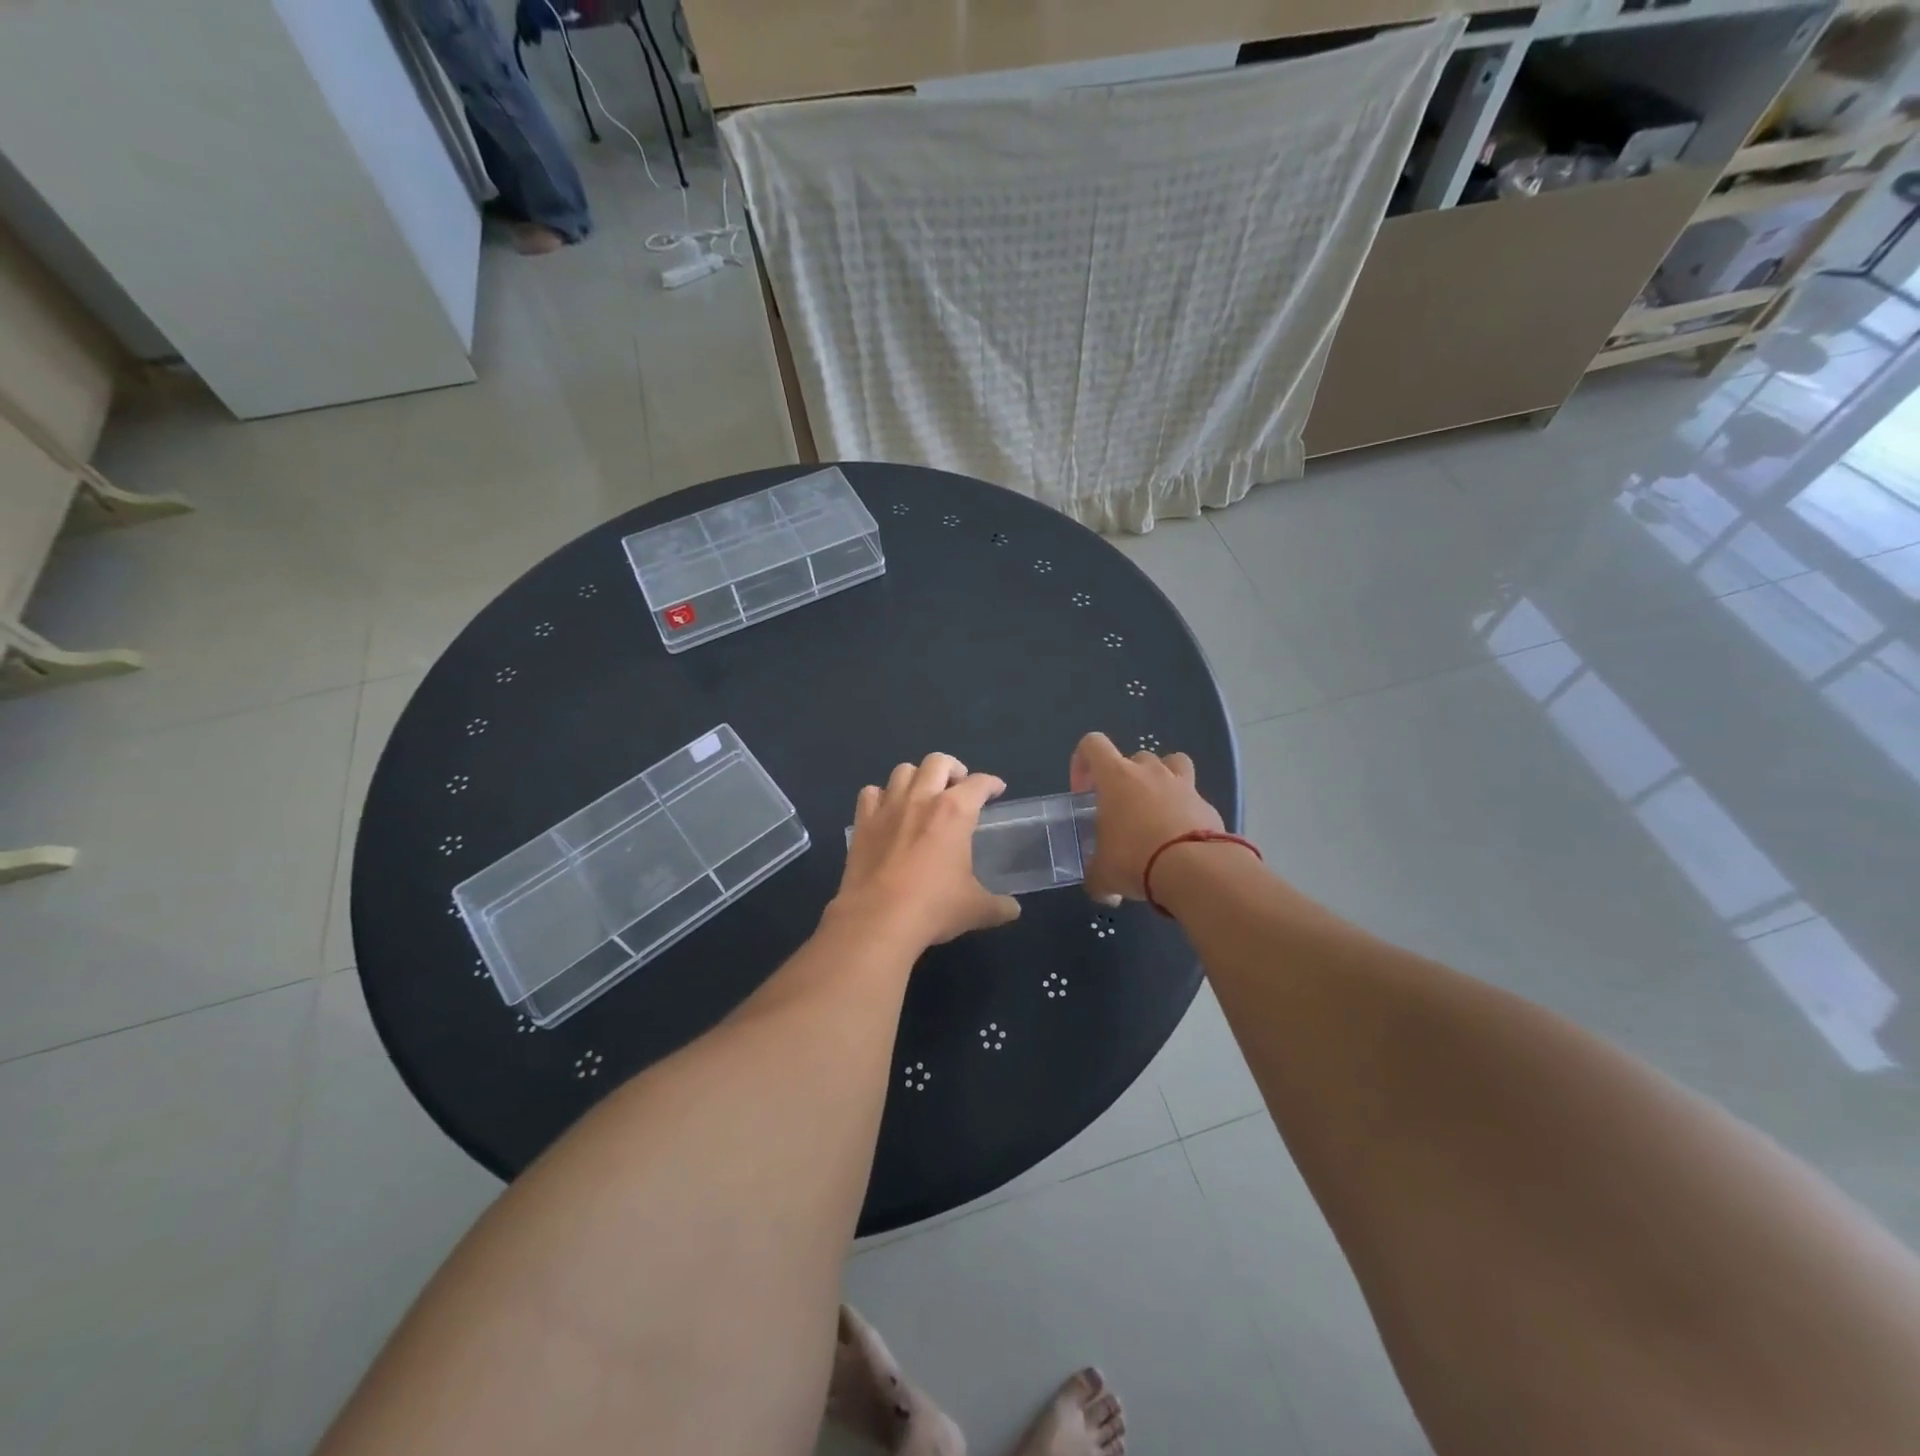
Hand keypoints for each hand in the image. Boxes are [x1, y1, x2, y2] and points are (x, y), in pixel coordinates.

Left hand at [833, 753, 1020, 948]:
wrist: (878, 920)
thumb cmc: (933, 907)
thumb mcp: (975, 909)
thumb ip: (998, 905)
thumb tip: (1012, 909)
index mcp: (955, 811)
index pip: (979, 783)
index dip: (992, 783)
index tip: (996, 789)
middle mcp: (922, 799)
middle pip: (938, 762)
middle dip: (953, 768)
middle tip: (958, 786)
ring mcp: (888, 807)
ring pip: (903, 771)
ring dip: (917, 777)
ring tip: (923, 794)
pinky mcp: (862, 822)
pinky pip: (870, 793)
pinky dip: (881, 796)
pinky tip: (887, 811)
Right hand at [1070, 731, 1225, 900]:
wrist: (1194, 870)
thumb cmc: (1135, 859)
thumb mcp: (1103, 874)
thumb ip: (1097, 877)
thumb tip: (1103, 892)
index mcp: (1116, 777)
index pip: (1092, 743)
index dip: (1083, 762)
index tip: (1083, 792)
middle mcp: (1150, 772)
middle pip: (1135, 757)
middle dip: (1126, 778)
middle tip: (1121, 810)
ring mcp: (1183, 785)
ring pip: (1172, 764)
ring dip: (1162, 781)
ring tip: (1156, 811)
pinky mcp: (1207, 804)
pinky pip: (1193, 798)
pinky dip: (1185, 811)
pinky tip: (1180, 839)